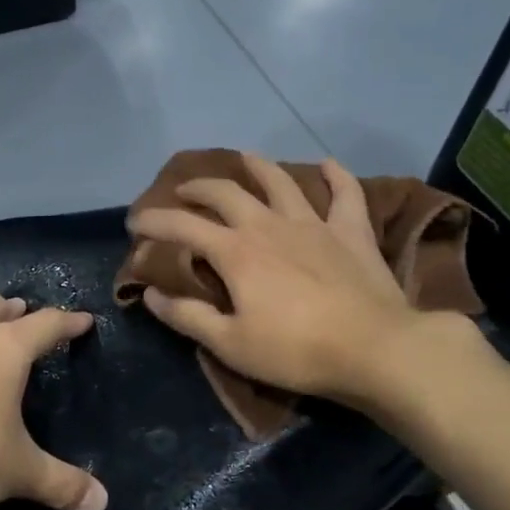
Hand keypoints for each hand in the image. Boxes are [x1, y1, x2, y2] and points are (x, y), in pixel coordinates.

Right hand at [127, 154, 464, 408]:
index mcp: (236, 252)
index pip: (182, 227)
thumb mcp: (230, 343)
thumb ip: (187, 316)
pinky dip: (335, 176)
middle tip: (184, 191)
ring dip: (258, 166)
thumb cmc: (295, 351)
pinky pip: (345, 194)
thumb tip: (149, 294)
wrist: (375, 349)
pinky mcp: (351, 232)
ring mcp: (313, 224)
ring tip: (244, 157)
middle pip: (226, 193)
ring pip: (280, 182)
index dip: (154, 221)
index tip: (134, 221)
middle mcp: (268, 225)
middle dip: (198, 188)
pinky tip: (328, 164)